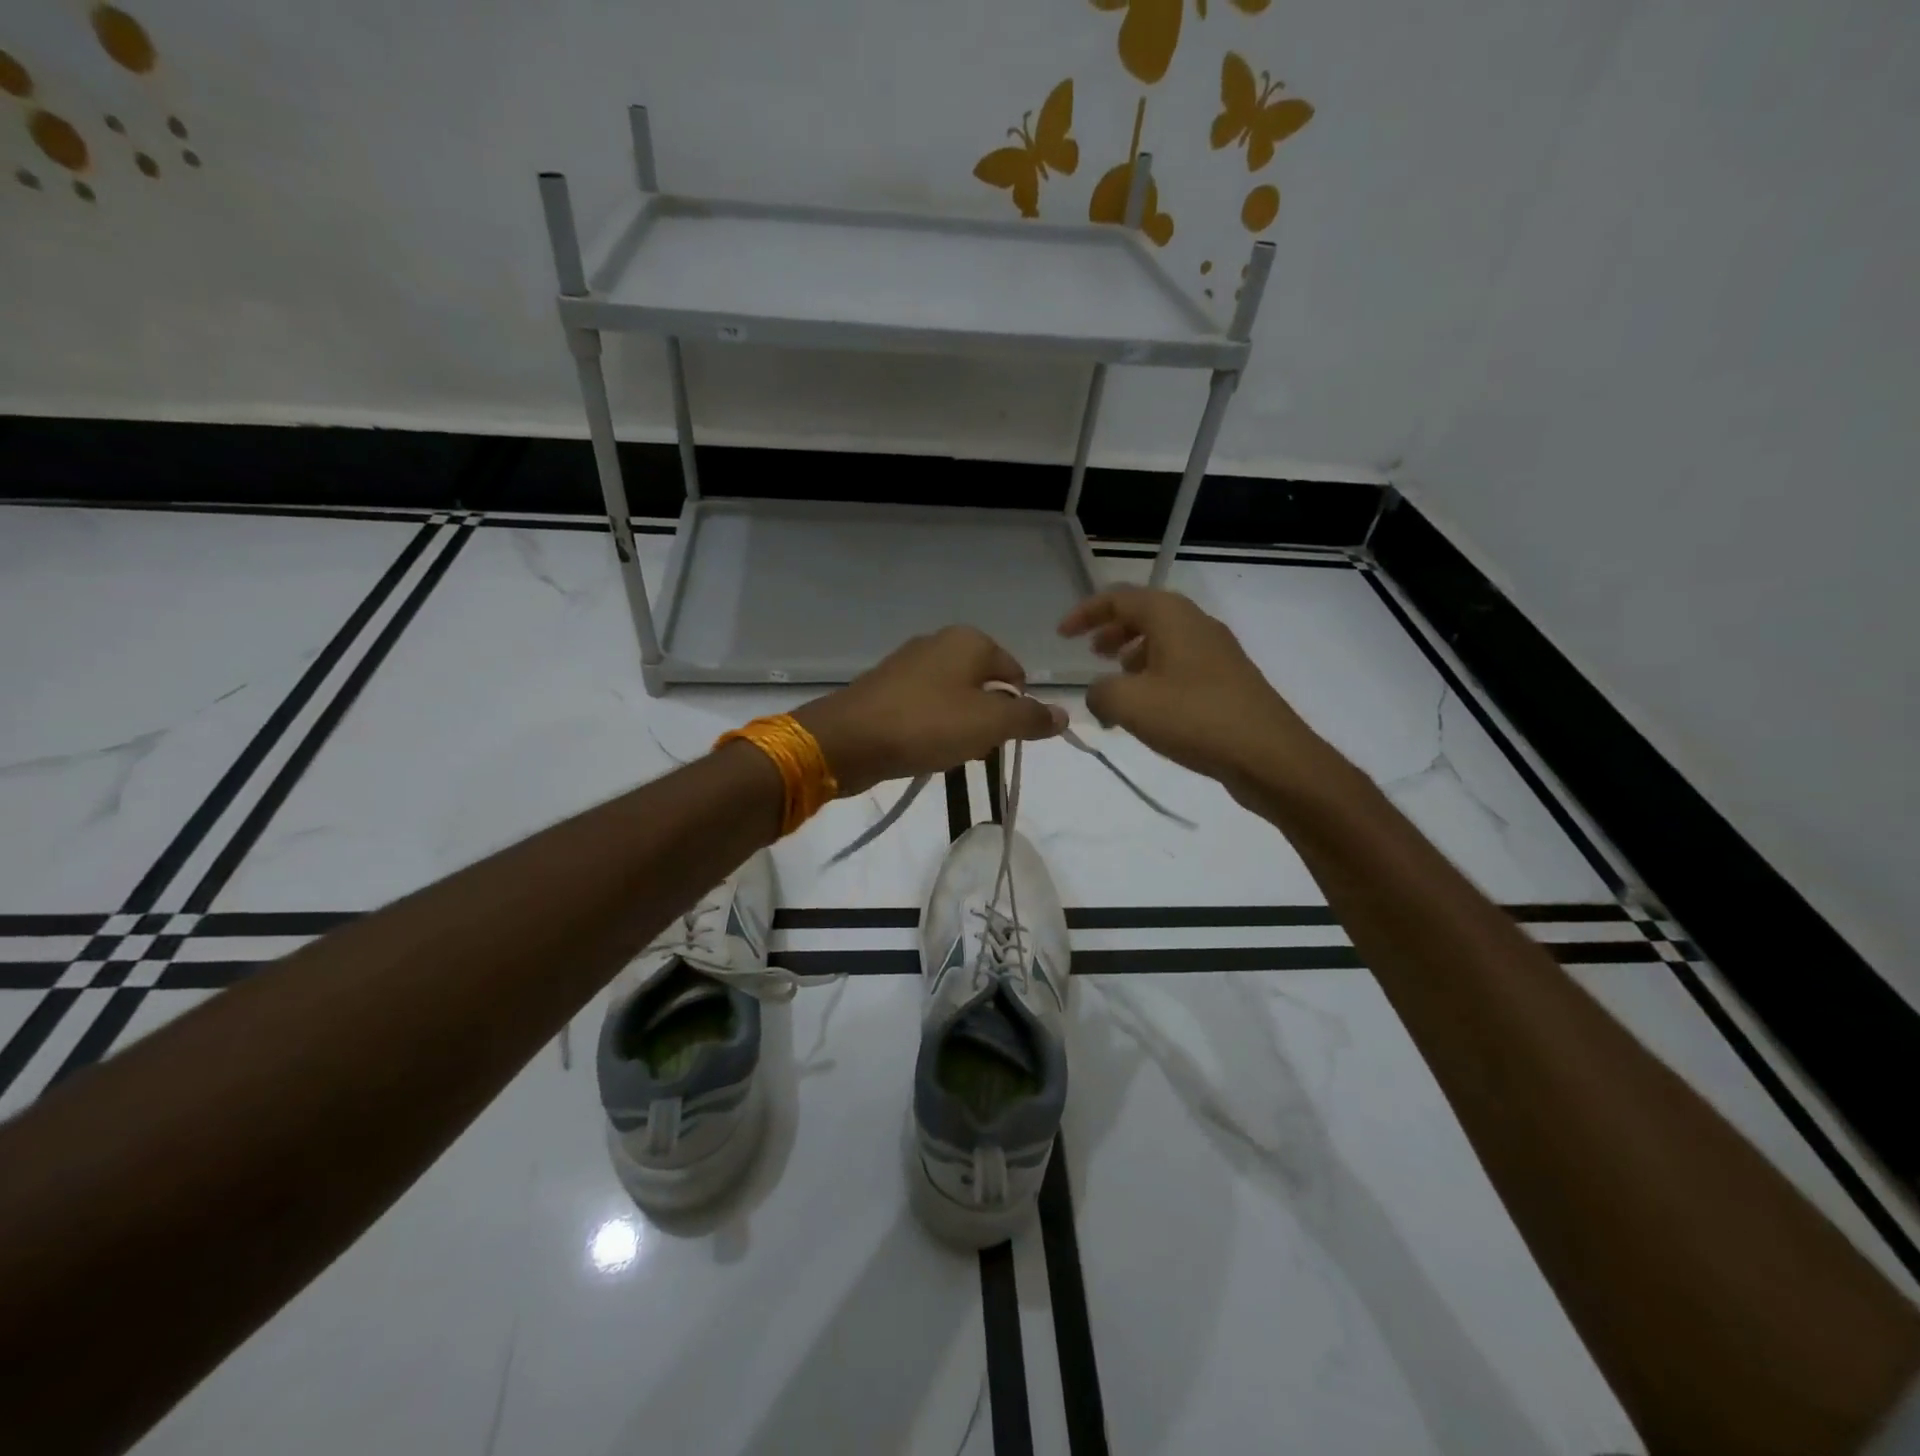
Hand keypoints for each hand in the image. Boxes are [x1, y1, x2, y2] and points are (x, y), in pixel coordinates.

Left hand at [795, 626, 1066, 796]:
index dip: (1018, 708)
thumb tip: (1064, 715)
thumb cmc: (928, 724)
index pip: (1015, 674)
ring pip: (954, 699)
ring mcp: (908, 664)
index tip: (1005, 739)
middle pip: (984, 686)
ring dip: (961, 728)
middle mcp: (939, 643)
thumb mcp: (991, 724)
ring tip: (950, 754)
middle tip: (978, 749)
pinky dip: (932, 728)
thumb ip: (1031, 718)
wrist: (848, 740)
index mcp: (969, 641)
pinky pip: (925, 708)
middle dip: (988, 720)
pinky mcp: (885, 688)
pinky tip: (924, 750)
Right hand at [1058, 586, 1321, 799]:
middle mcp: (1197, 625)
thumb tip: (1100, 693)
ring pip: (1165, 641)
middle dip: (1113, 631)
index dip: (1086, 613)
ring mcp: (1217, 653)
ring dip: (1134, 656)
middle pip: (1146, 615)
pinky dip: (1156, 676)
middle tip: (1091, 653)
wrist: (1269, 755)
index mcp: (1172, 617)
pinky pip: (1181, 666)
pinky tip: (1148, 710)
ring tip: (1116, 684)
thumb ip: (1100, 692)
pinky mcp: (1228, 682)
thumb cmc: (1194, 718)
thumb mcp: (1129, 703)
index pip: (1120, 598)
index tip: (1062, 635)